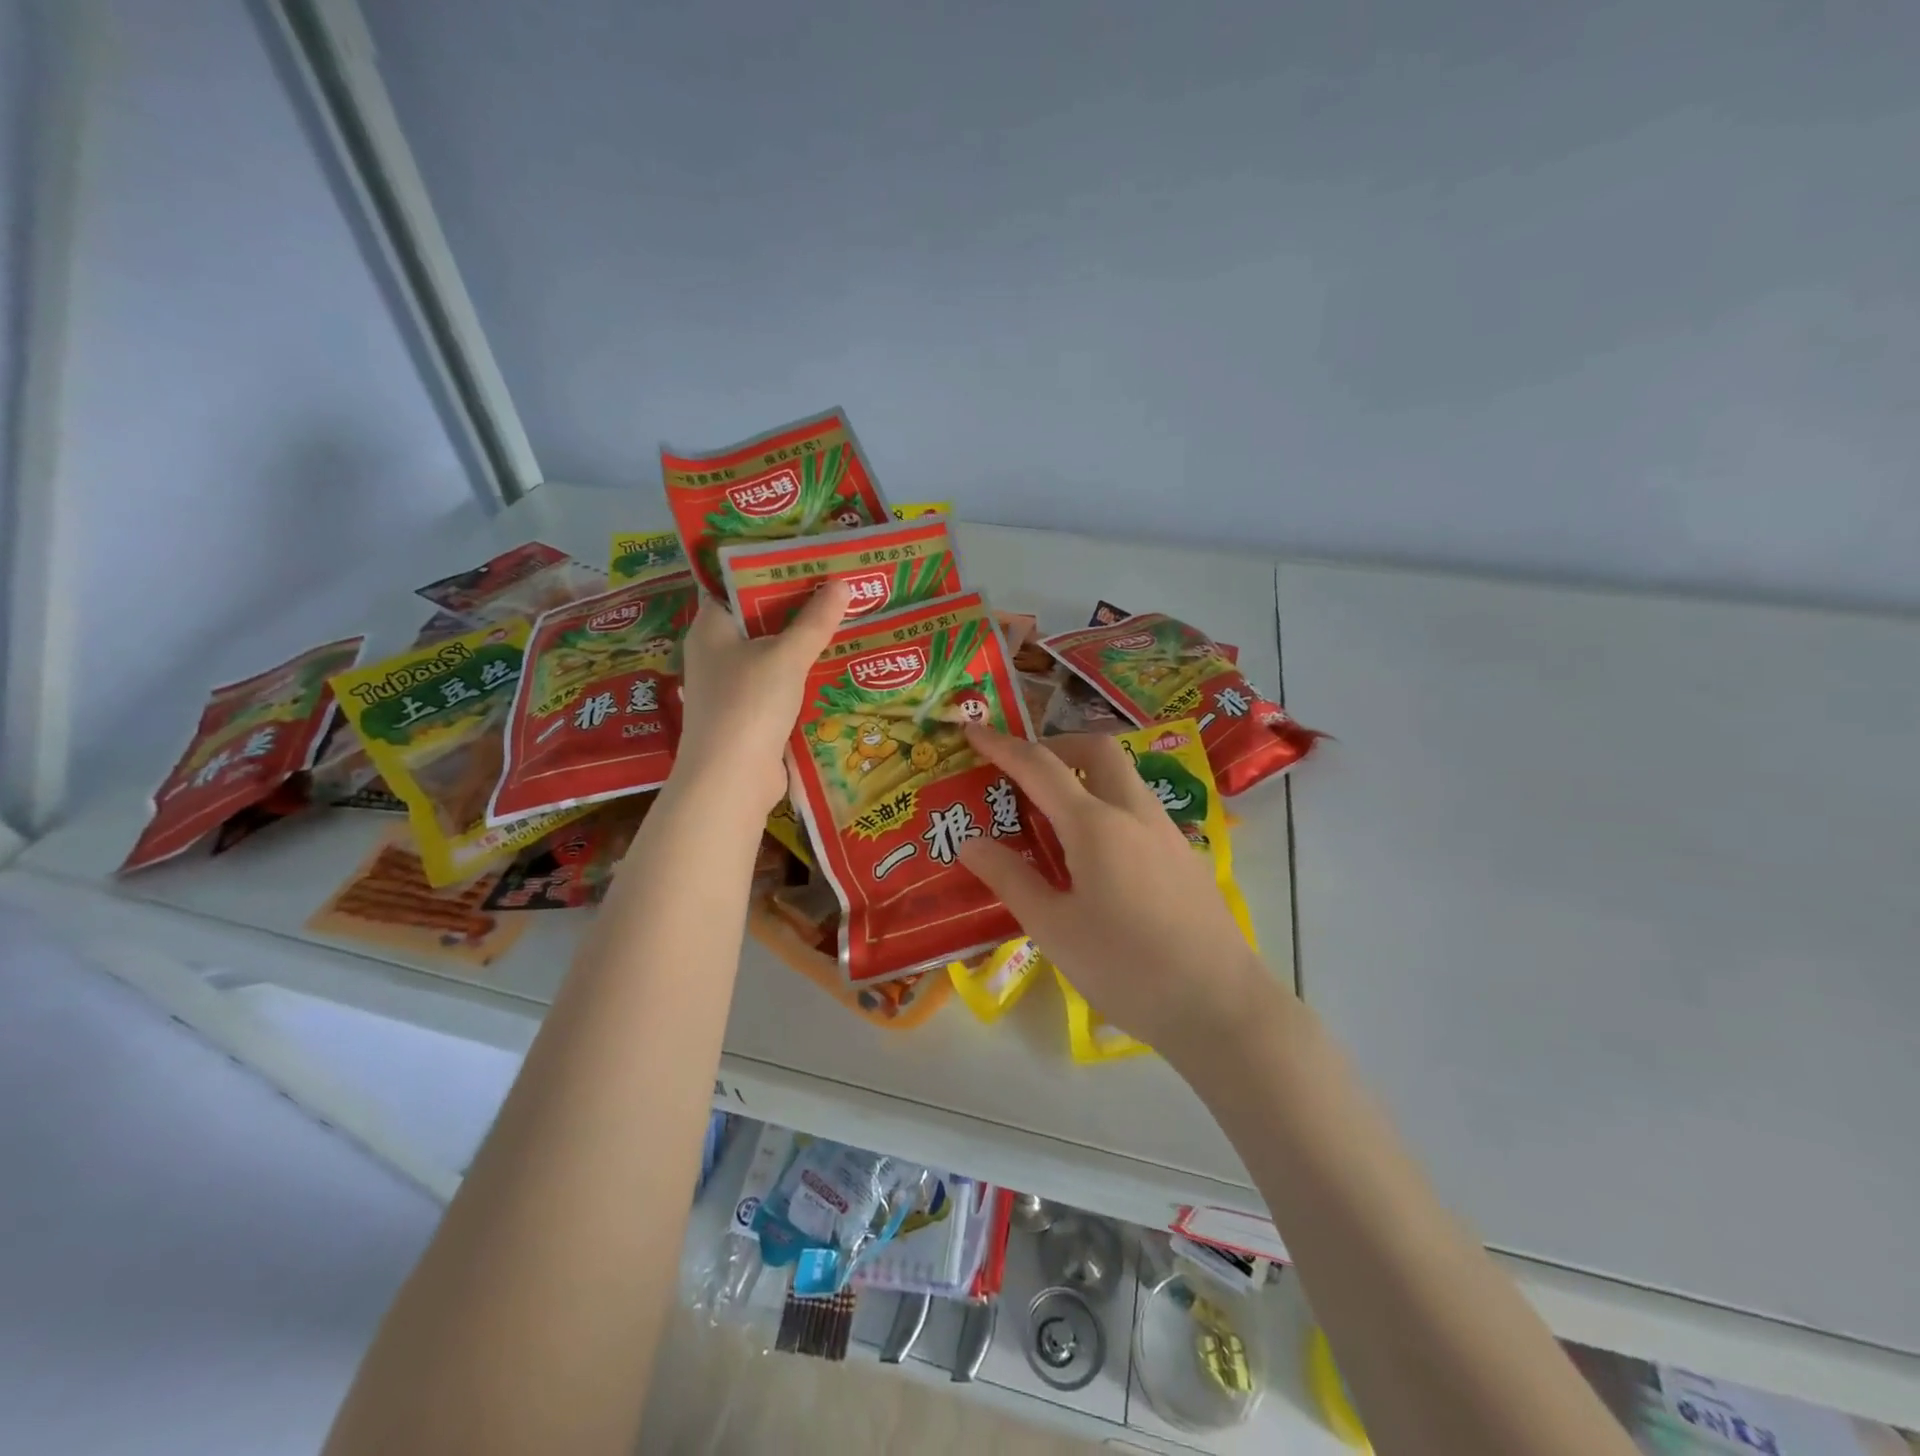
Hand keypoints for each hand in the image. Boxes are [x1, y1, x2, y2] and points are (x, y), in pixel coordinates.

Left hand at [672, 580, 848, 816]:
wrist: (731, 779)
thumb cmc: (749, 704)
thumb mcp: (787, 656)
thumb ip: (815, 620)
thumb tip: (842, 582)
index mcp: (711, 626)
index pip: (732, 582)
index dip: (766, 566)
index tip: (804, 556)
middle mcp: (714, 652)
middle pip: (756, 618)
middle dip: (795, 605)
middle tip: (835, 585)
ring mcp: (730, 686)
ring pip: (769, 653)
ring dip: (801, 642)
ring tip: (843, 619)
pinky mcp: (747, 714)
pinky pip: (777, 683)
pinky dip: (800, 675)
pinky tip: (833, 666)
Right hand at [956, 728, 1276, 1062]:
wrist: (1220, 1006)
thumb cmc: (1126, 969)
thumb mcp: (1053, 929)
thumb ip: (1010, 878)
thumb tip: (971, 843)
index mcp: (1096, 825)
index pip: (1040, 766)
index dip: (1002, 745)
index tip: (973, 729)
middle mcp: (1135, 813)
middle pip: (1096, 751)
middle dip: (1056, 746)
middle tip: (1025, 774)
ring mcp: (1167, 832)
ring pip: (1124, 777)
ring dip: (1086, 776)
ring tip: (1056, 817)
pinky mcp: (1185, 856)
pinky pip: (1140, 809)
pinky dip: (1109, 806)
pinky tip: (1098, 858)